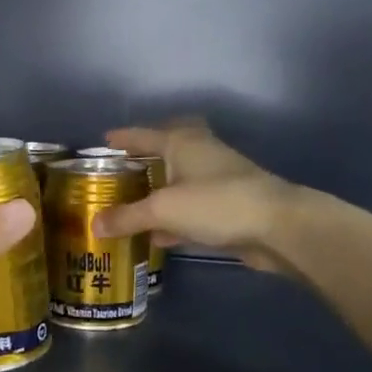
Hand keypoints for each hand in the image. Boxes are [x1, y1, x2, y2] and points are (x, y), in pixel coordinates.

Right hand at [93, 122, 306, 273]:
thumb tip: (94, 225)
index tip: (104, 141)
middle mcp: (199, 155)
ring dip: (156, 193)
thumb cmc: (216, 204)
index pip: (144, 135)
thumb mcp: (163, 210)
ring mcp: (215, 181)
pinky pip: (189, 209)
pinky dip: (171, 219)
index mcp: (182, 143)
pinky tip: (155, 236)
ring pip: (177, 183)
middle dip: (143, 161)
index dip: (123, 138)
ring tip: (128, 205)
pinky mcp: (225, 208)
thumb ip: (127, 217)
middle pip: (164, 153)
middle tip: (119, 173)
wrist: (277, 227)